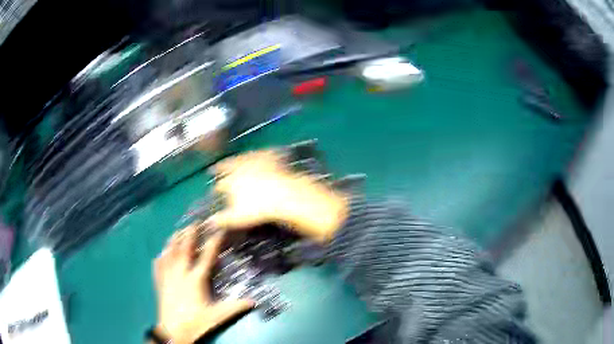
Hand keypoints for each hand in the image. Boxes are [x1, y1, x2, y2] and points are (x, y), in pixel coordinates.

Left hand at [153, 226, 252, 343]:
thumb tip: (254, 301)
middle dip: (190, 233)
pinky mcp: (159, 282)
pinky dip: (161, 255)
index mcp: (196, 279)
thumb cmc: (196, 322)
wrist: (173, 331)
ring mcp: (167, 276)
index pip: (207, 256)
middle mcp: (180, 273)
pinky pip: (158, 264)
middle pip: (184, 248)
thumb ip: (235, 307)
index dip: (213, 241)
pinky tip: (162, 252)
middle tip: (195, 222)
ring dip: (174, 239)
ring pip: (169, 252)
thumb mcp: (218, 316)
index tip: (218, 229)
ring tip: (178, 231)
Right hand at [207, 150, 347, 241]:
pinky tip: (265, 152)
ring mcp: (256, 160)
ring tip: (239, 159)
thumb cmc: (259, 209)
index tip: (216, 189)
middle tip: (217, 167)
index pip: (220, 184)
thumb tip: (210, 222)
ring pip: (244, 157)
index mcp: (231, 181)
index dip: (217, 187)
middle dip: (222, 167)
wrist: (284, 196)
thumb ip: (222, 220)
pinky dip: (263, 153)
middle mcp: (240, 167)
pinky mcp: (271, 156)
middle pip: (228, 165)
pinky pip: (265, 152)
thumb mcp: (238, 218)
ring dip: (240, 158)